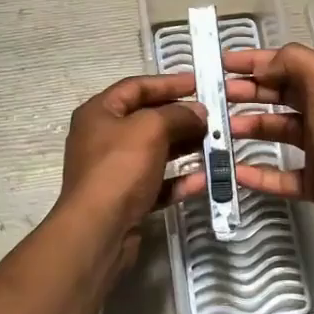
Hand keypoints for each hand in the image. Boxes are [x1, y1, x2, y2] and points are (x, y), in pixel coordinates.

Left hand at [57, 72, 232, 266]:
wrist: (98, 230)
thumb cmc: (119, 168)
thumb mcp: (151, 129)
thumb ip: (177, 115)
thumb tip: (198, 112)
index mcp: (99, 113)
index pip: (136, 87)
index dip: (168, 82)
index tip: (200, 83)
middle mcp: (103, 138)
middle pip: (147, 119)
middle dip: (181, 117)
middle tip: (213, 116)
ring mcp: (114, 171)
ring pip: (155, 152)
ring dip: (185, 147)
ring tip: (215, 144)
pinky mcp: (126, 199)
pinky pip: (158, 183)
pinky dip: (180, 180)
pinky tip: (205, 179)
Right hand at [223, 44, 313, 252]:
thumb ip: (293, 62)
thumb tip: (263, 65)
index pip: (285, 66)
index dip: (254, 62)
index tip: (220, 64)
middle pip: (278, 97)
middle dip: (246, 92)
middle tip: (213, 98)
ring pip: (275, 133)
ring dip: (247, 129)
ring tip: (218, 131)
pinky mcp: (313, 183)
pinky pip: (278, 176)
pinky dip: (256, 173)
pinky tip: (233, 170)